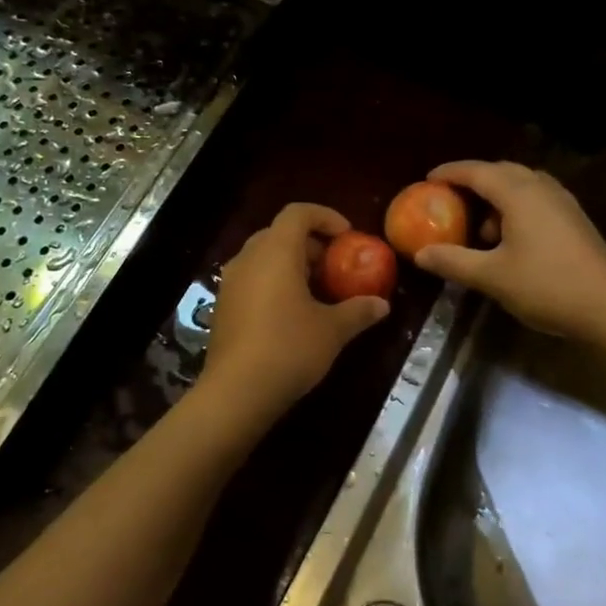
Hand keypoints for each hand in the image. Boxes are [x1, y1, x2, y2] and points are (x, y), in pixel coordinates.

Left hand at [199, 203, 390, 422]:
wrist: (236, 392)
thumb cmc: (289, 349)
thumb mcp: (332, 330)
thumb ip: (358, 311)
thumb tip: (382, 305)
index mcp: (276, 252)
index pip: (298, 213)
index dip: (325, 216)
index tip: (347, 236)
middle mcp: (248, 258)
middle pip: (279, 233)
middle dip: (309, 243)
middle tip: (334, 265)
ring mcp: (231, 283)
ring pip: (263, 257)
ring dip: (290, 264)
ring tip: (316, 291)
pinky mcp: (223, 306)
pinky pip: (251, 279)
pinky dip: (273, 283)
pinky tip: (291, 313)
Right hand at [414, 161, 605, 338]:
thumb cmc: (547, 286)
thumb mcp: (492, 277)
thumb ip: (453, 261)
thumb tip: (421, 254)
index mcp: (519, 194)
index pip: (477, 171)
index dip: (450, 172)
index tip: (428, 179)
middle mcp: (542, 188)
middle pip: (501, 171)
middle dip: (474, 181)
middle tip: (451, 198)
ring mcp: (563, 203)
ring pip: (522, 185)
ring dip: (497, 197)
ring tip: (480, 228)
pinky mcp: (575, 219)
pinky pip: (537, 200)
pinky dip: (516, 208)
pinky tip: (511, 239)